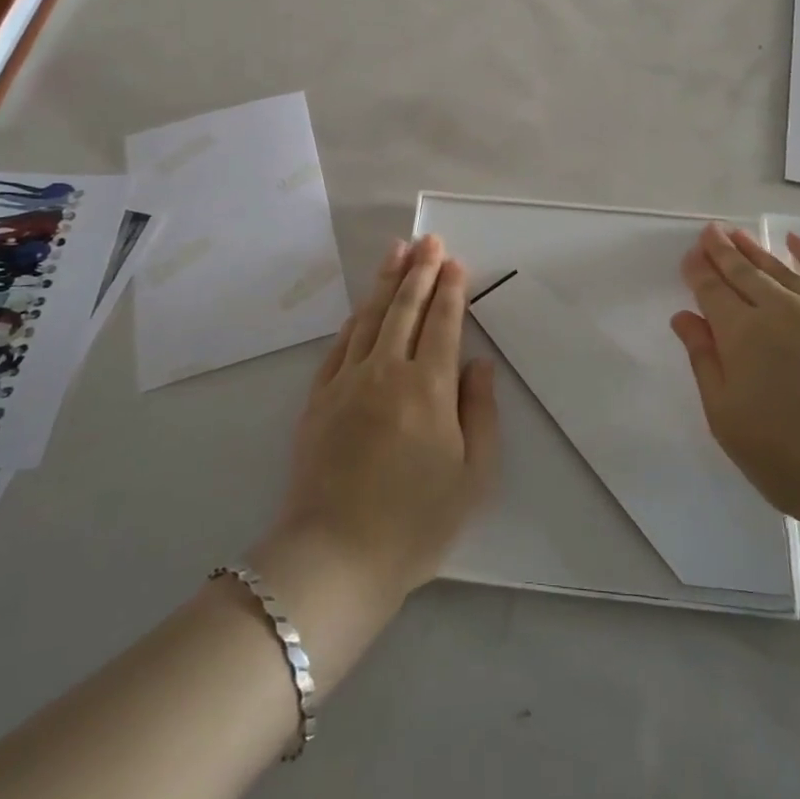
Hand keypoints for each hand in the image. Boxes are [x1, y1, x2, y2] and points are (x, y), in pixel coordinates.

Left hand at [267, 236, 498, 603]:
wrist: (335, 557)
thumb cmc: (416, 523)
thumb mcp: (473, 477)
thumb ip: (481, 412)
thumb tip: (479, 363)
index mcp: (430, 388)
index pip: (443, 323)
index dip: (451, 290)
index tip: (455, 262)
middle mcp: (387, 371)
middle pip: (405, 308)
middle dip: (420, 270)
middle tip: (429, 240)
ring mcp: (347, 381)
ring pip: (369, 317)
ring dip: (385, 282)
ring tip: (397, 251)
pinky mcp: (318, 398)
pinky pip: (339, 345)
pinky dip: (354, 320)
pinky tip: (361, 307)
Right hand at [671, 224, 799, 536]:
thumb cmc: (791, 461)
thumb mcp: (727, 419)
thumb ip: (704, 362)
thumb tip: (685, 317)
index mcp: (743, 335)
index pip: (712, 291)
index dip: (698, 272)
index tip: (689, 257)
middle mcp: (781, 310)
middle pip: (745, 272)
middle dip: (723, 251)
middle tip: (709, 232)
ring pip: (782, 269)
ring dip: (756, 250)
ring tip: (737, 234)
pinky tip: (796, 242)